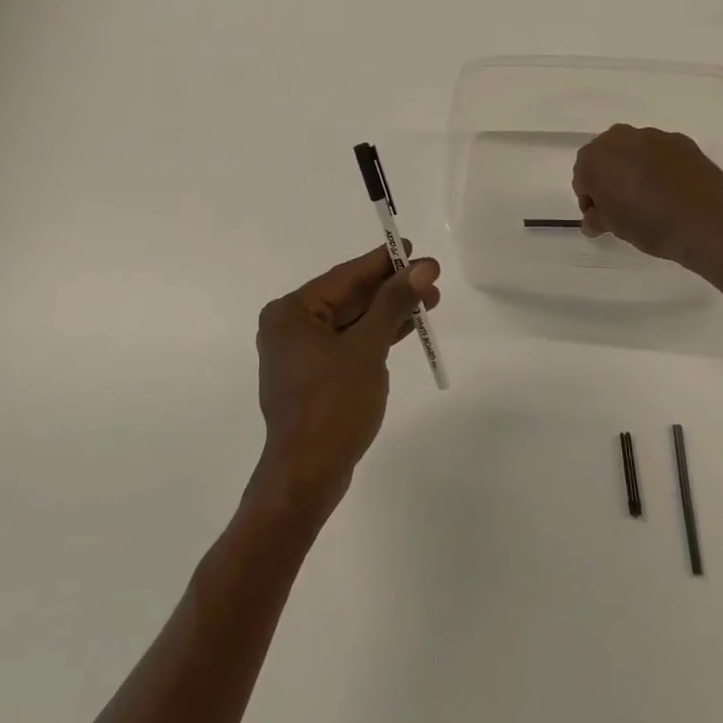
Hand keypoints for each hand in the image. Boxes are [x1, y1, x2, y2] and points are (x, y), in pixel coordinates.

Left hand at [250, 245, 440, 519]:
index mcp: (291, 313)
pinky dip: (376, 336)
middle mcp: (290, 327)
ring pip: (352, 322)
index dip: (382, 261)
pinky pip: (349, 344)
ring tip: (430, 301)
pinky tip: (407, 328)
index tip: (411, 247)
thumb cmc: (333, 405)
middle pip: (349, 297)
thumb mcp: (367, 349)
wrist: (308, 475)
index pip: (345, 277)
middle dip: (391, 289)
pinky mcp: (315, 377)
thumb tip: (422, 267)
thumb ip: (394, 304)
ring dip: (389, 312)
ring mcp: (301, 354)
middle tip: (431, 278)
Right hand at [571, 124, 722, 267]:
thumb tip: (593, 219)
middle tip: (621, 205)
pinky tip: (671, 190)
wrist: (710, 223)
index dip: (589, 198)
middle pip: (605, 156)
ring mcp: (653, 136)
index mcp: (596, 158)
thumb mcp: (615, 228)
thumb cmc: (651, 225)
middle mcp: (620, 138)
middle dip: (609, 177)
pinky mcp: (681, 140)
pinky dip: (659, 166)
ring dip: (633, 168)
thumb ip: (597, 218)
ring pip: (633, 150)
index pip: (582, 176)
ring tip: (649, 197)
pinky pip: (659, 152)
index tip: (601, 216)